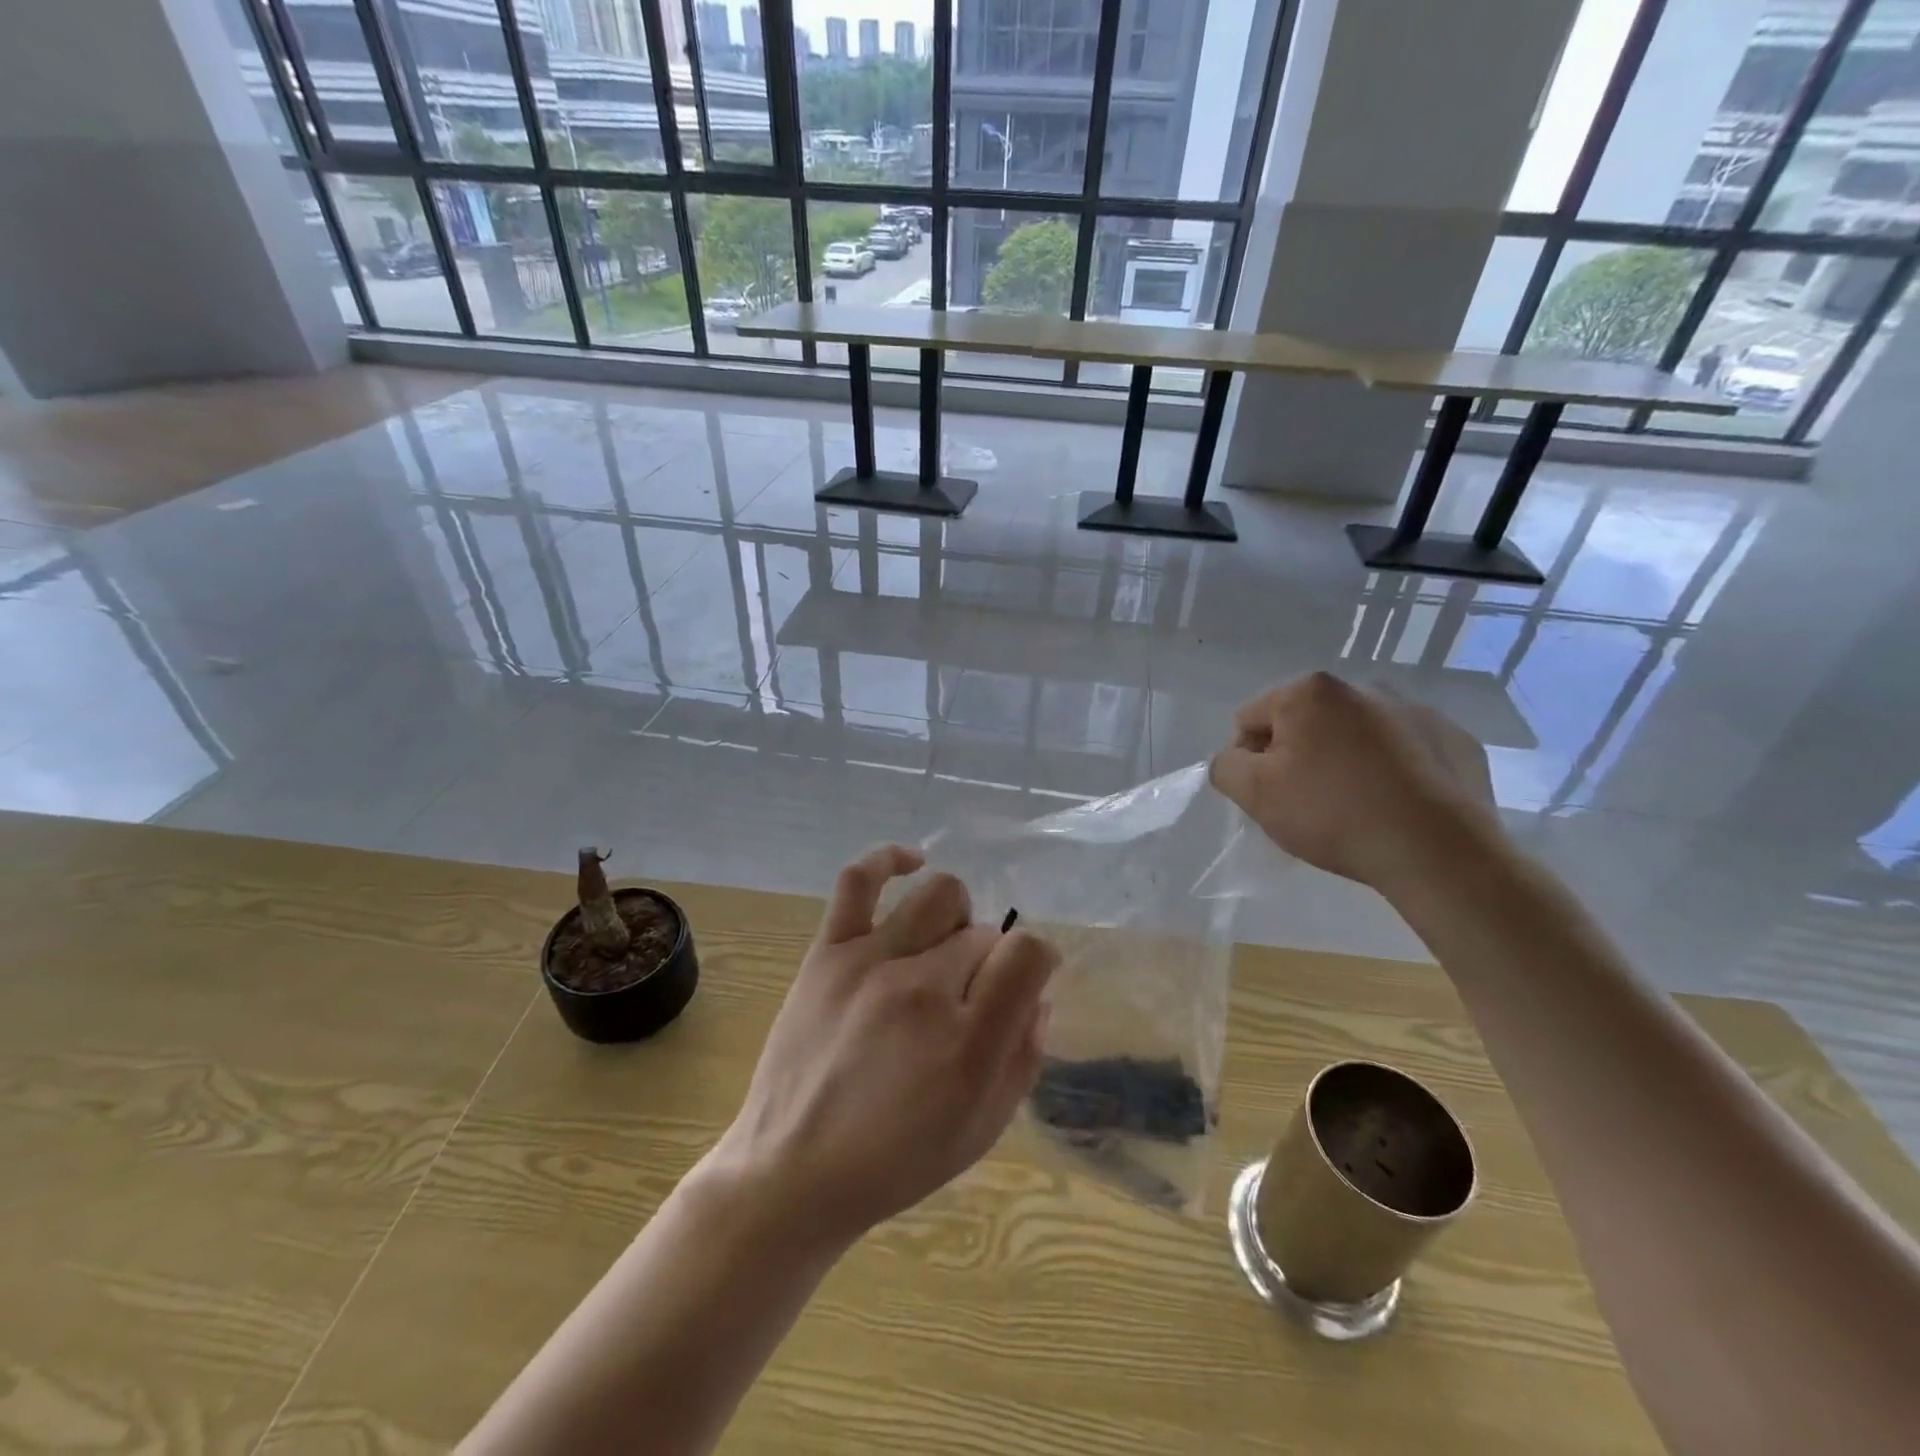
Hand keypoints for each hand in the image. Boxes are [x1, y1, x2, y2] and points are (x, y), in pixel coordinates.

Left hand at [709, 845, 1056, 1254]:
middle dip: (989, 962)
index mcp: (968, 1042)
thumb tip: (1035, 995)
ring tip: (941, 951)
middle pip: (984, 934)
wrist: (792, 1172)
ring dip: (956, 920)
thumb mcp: (981, 1129)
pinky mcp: (828, 952)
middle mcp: (923, 989)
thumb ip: (1023, 1057)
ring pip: (941, 896)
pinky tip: (912, 863)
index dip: (1037, 961)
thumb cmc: (896, 1162)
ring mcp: (871, 962)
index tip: (1022, 981)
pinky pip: (859, 880)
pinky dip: (890, 859)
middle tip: (966, 999)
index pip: (1029, 953)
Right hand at [1208, 672, 1497, 890]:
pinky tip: (1395, 805)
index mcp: (1310, 692)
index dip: (1249, 760)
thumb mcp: (1254, 794)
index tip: (1269, 796)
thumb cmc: (1334, 815)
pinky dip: (1392, 770)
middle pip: (1305, 722)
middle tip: (1308, 803)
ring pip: (1356, 734)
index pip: (1251, 719)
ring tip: (1355, 806)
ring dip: (1344, 759)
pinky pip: (1404, 750)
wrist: (1439, 852)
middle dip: (1299, 756)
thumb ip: (1225, 766)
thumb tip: (1234, 757)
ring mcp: (1416, 710)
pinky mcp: (1455, 738)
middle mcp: (1363, 686)